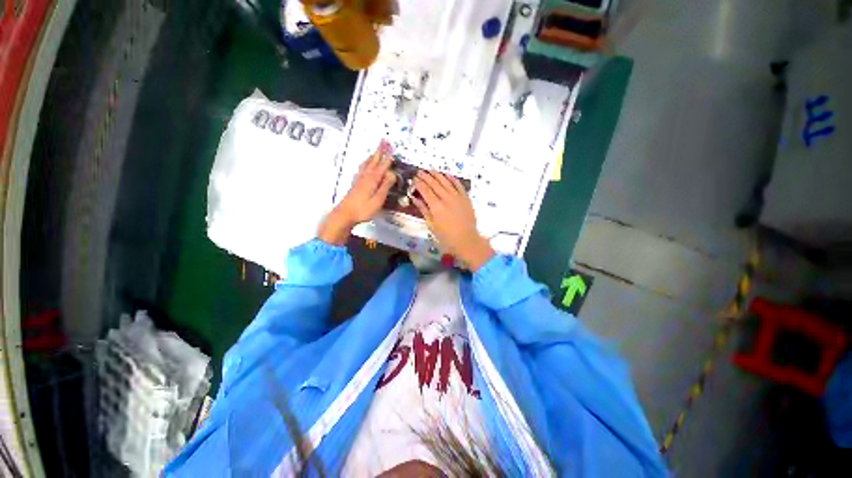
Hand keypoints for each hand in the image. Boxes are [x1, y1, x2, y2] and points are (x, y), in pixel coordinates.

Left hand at [318, 141, 395, 244]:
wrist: (345, 214)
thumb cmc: (363, 208)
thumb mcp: (378, 199)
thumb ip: (385, 186)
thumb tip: (392, 173)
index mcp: (373, 179)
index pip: (383, 165)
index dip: (388, 156)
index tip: (391, 146)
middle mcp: (366, 176)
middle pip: (374, 161)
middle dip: (379, 151)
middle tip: (384, 141)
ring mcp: (359, 179)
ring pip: (367, 164)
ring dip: (372, 156)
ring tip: (375, 150)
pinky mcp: (355, 184)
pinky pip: (362, 168)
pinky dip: (366, 163)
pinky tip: (365, 165)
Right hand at [412, 171, 494, 270]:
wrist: (467, 241)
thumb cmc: (446, 237)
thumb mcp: (432, 225)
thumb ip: (423, 210)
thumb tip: (415, 198)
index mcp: (436, 207)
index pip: (425, 190)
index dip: (418, 183)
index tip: (413, 179)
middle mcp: (446, 198)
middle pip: (434, 183)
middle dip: (426, 176)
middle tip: (419, 171)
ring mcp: (457, 197)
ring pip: (446, 181)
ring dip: (437, 174)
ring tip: (430, 169)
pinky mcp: (465, 198)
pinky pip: (458, 184)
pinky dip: (452, 178)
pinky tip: (447, 174)